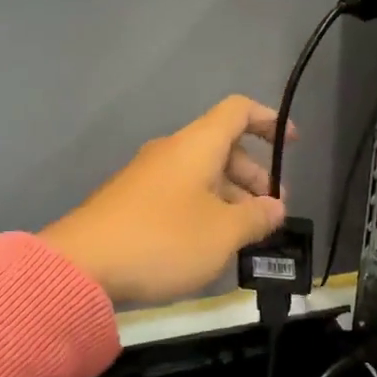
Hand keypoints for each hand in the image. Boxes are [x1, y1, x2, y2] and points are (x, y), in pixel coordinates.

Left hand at [41, 96, 288, 304]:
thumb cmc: (164, 239)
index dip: (269, 120)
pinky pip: (179, 194)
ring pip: (201, 175)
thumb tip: (274, 207)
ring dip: (229, 197)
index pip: (238, 111)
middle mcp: (171, 151)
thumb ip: (256, 217)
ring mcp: (147, 177)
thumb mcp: (223, 233)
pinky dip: (203, 209)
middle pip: (222, 147)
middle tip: (271, 211)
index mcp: (196, 145)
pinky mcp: (131, 203)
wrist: (83, 265)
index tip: (292, 144)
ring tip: (245, 235)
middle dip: (253, 175)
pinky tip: (209, 245)